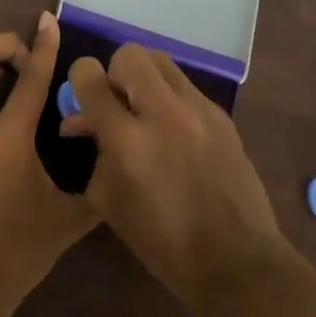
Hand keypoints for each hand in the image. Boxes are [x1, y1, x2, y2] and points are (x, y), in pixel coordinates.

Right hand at [61, 44, 288, 308]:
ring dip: (144, 78)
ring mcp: (198, 110)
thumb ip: (93, 150)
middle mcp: (163, 113)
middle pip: (130, 55)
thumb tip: (82, 120)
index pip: (90, 77)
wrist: (235, 262)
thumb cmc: (161, 241)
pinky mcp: (222, 116)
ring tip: (144, 110)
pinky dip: (170, 97)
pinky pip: (185, 86)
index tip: (83, 95)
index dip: (80, 78)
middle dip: (115, 72)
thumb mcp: (109, 200)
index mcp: (127, 140)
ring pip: (161, 61)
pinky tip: (174, 130)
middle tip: (117, 103)